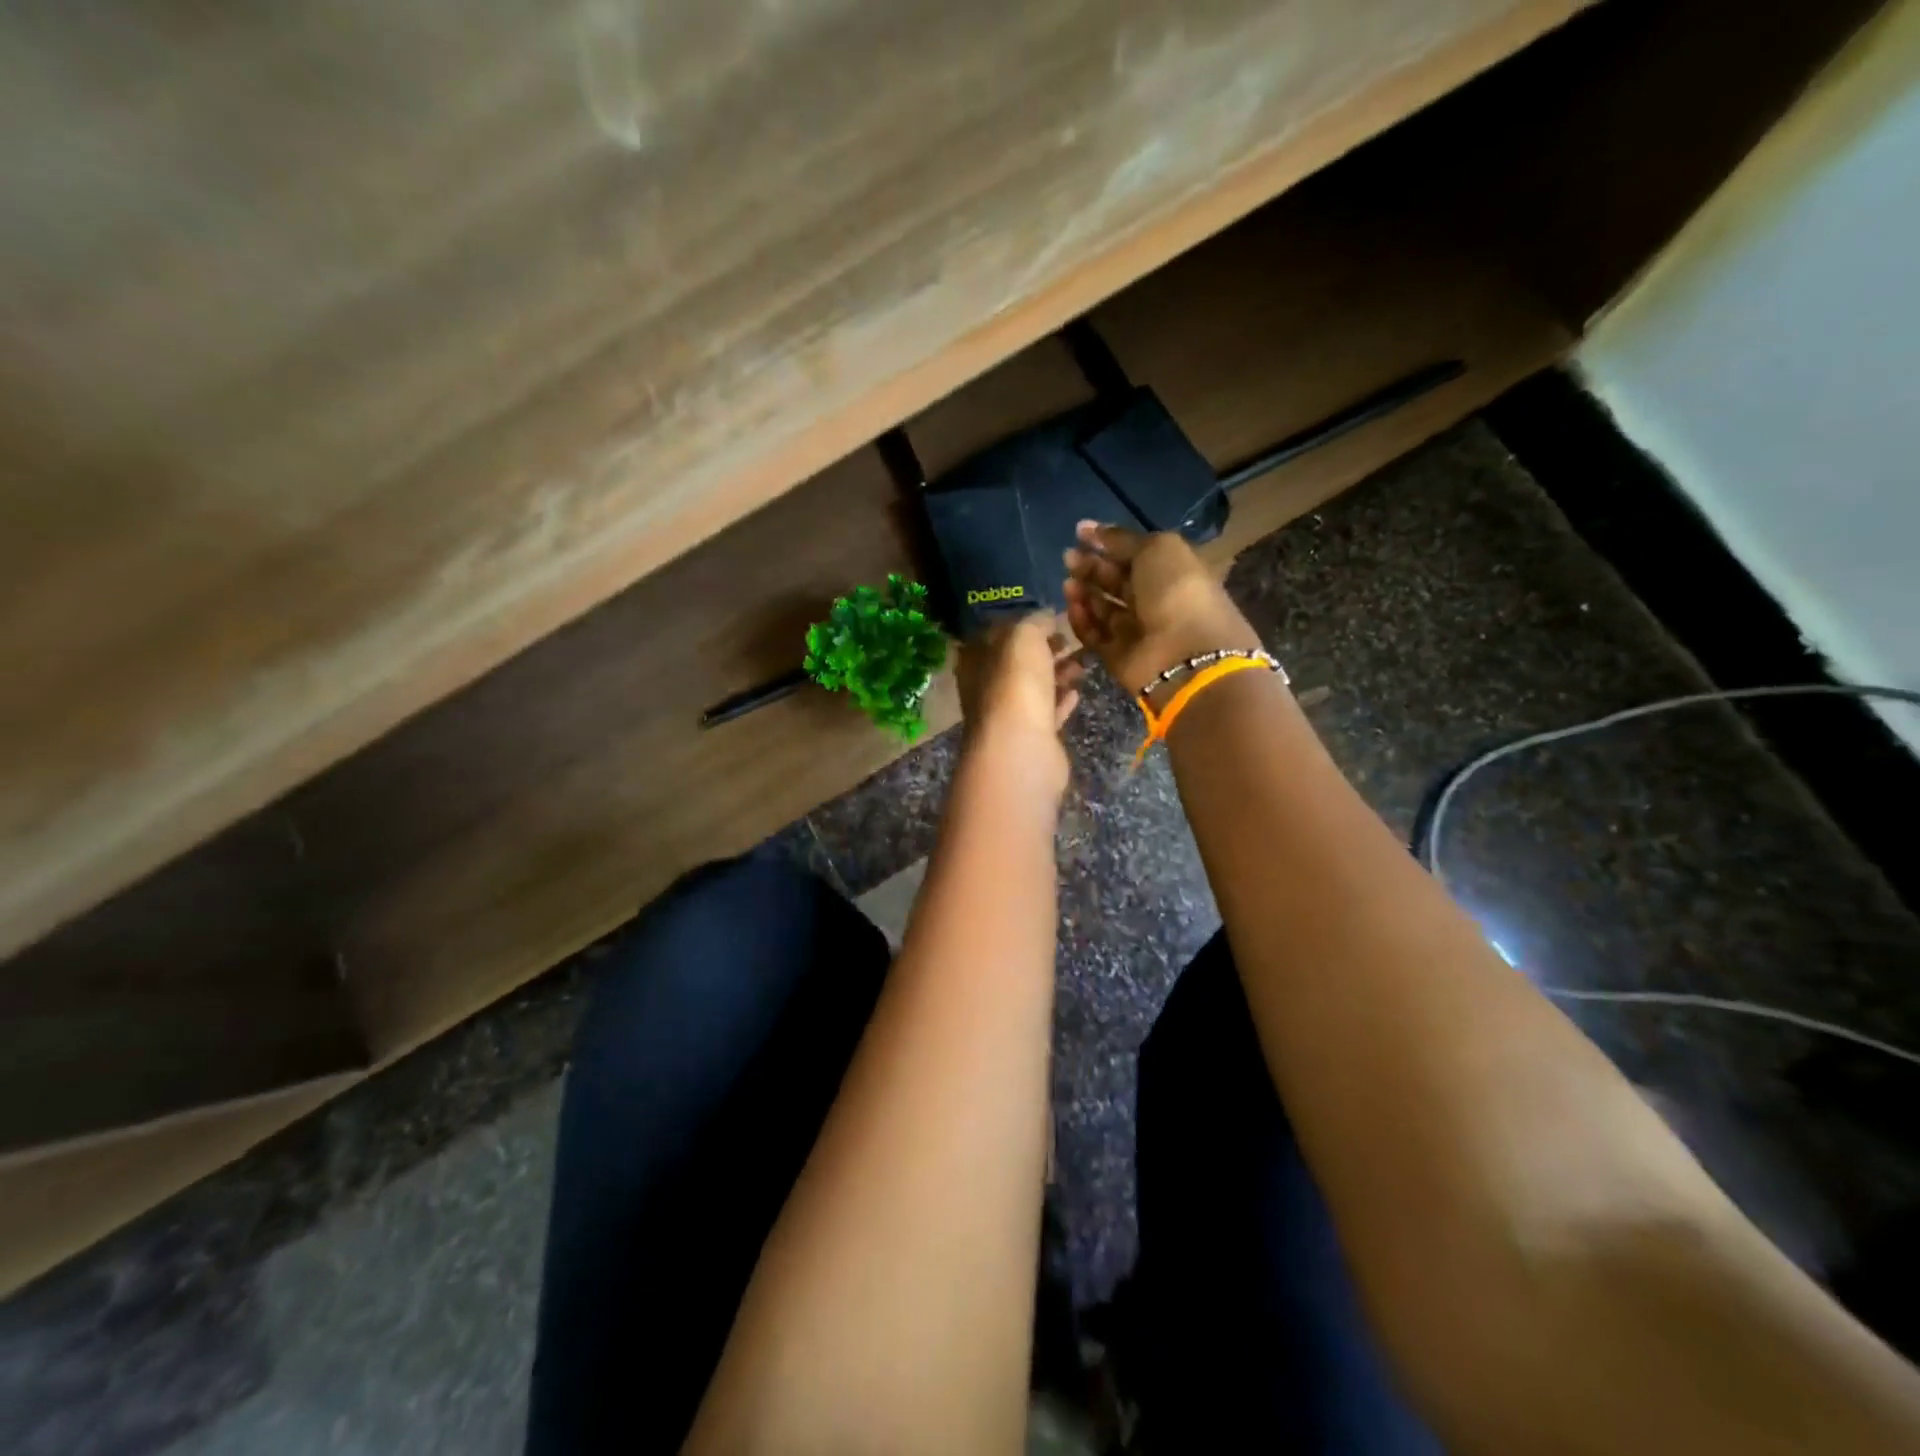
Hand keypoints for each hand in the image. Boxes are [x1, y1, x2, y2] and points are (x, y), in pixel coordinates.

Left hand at [955, 615, 1084, 795]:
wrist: (1022, 747)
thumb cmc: (1016, 683)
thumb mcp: (1024, 636)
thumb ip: (1036, 621)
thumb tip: (1047, 616)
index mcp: (974, 659)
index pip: (996, 634)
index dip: (1024, 624)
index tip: (1052, 619)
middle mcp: (984, 687)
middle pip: (1017, 662)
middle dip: (1045, 650)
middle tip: (1071, 641)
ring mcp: (1006, 715)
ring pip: (1034, 687)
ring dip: (1058, 674)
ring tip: (1083, 664)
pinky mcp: (1029, 738)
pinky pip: (1046, 713)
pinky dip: (1060, 701)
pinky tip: (1076, 692)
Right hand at [1063, 521, 1261, 698]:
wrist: (1184, 654)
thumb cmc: (1177, 592)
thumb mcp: (1156, 549)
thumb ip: (1122, 539)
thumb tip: (1091, 529)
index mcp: (1171, 572)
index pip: (1134, 554)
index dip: (1108, 542)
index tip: (1079, 533)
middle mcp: (1154, 601)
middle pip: (1115, 581)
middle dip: (1091, 567)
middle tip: (1069, 558)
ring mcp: (1136, 631)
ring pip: (1102, 608)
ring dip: (1083, 592)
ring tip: (1068, 583)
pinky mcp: (1118, 656)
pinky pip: (1095, 635)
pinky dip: (1082, 621)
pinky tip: (1072, 606)